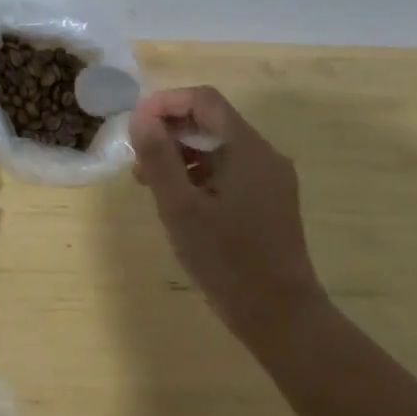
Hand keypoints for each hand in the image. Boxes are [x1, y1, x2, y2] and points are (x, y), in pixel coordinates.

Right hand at [130, 86, 325, 343]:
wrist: (280, 316)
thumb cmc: (227, 260)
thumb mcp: (181, 208)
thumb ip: (159, 158)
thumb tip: (140, 118)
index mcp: (247, 149)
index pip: (204, 100)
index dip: (166, 103)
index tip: (135, 126)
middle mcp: (264, 155)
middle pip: (212, 121)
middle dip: (171, 132)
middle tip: (137, 160)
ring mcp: (270, 179)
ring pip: (219, 148)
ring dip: (182, 155)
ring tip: (151, 184)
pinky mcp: (269, 201)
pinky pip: (230, 170)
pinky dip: (200, 175)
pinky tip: (180, 202)